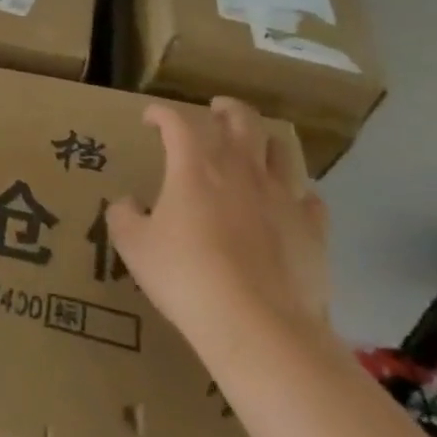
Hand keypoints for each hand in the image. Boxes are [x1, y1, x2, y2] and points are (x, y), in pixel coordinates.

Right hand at [106, 97, 332, 355]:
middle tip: (215, 111)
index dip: (161, 114)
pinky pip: (309, 199)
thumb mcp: (134, 246)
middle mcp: (241, 170)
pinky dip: (295, 194)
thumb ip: (123, 216)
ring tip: (254, 150)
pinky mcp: (313, 231)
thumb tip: (126, 203)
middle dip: (226, 109)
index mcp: (194, 167)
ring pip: (281, 150)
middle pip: (242, 119)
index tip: (150, 119)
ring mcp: (283, 198)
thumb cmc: (186, 277)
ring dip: (264, 143)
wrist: (258, 327)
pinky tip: (287, 204)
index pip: (177, 122)